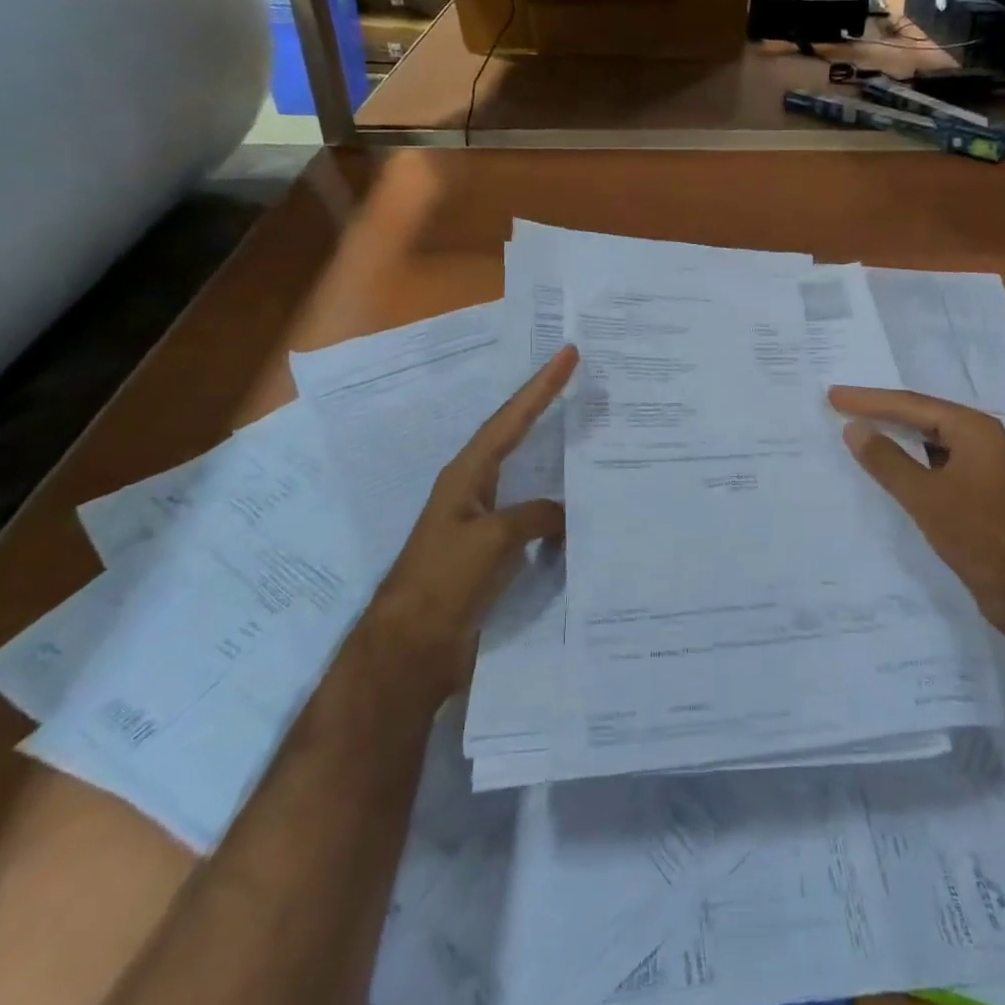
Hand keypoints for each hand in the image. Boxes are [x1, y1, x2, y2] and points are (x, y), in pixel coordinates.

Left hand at [368, 345, 578, 691]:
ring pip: (529, 477)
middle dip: (546, 408)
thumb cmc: (444, 581)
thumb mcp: (492, 539)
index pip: (510, 419)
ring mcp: (485, 520)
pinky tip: (583, 512)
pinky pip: (535, 519)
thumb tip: (565, 514)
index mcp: (467, 474)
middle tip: (582, 382)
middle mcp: (476, 488)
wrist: (411, 649)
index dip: (540, 387)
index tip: (568, 354)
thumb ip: (534, 517)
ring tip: (592, 437)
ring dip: (557, 457)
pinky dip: (559, 510)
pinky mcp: (494, 552)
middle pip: (517, 436)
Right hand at [828, 386, 1004, 628]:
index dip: (869, 400)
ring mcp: (983, 468)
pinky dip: (910, 461)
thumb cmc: (981, 536)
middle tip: (840, 405)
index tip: (833, 395)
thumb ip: (887, 460)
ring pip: (930, 441)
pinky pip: (936, 464)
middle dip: (881, 411)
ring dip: (895, 436)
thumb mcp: (927, 496)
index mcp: (974, 429)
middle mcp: (981, 440)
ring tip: (858, 430)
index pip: (911, 404)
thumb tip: (854, 428)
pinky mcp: (980, 494)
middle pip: (922, 416)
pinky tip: (889, 469)